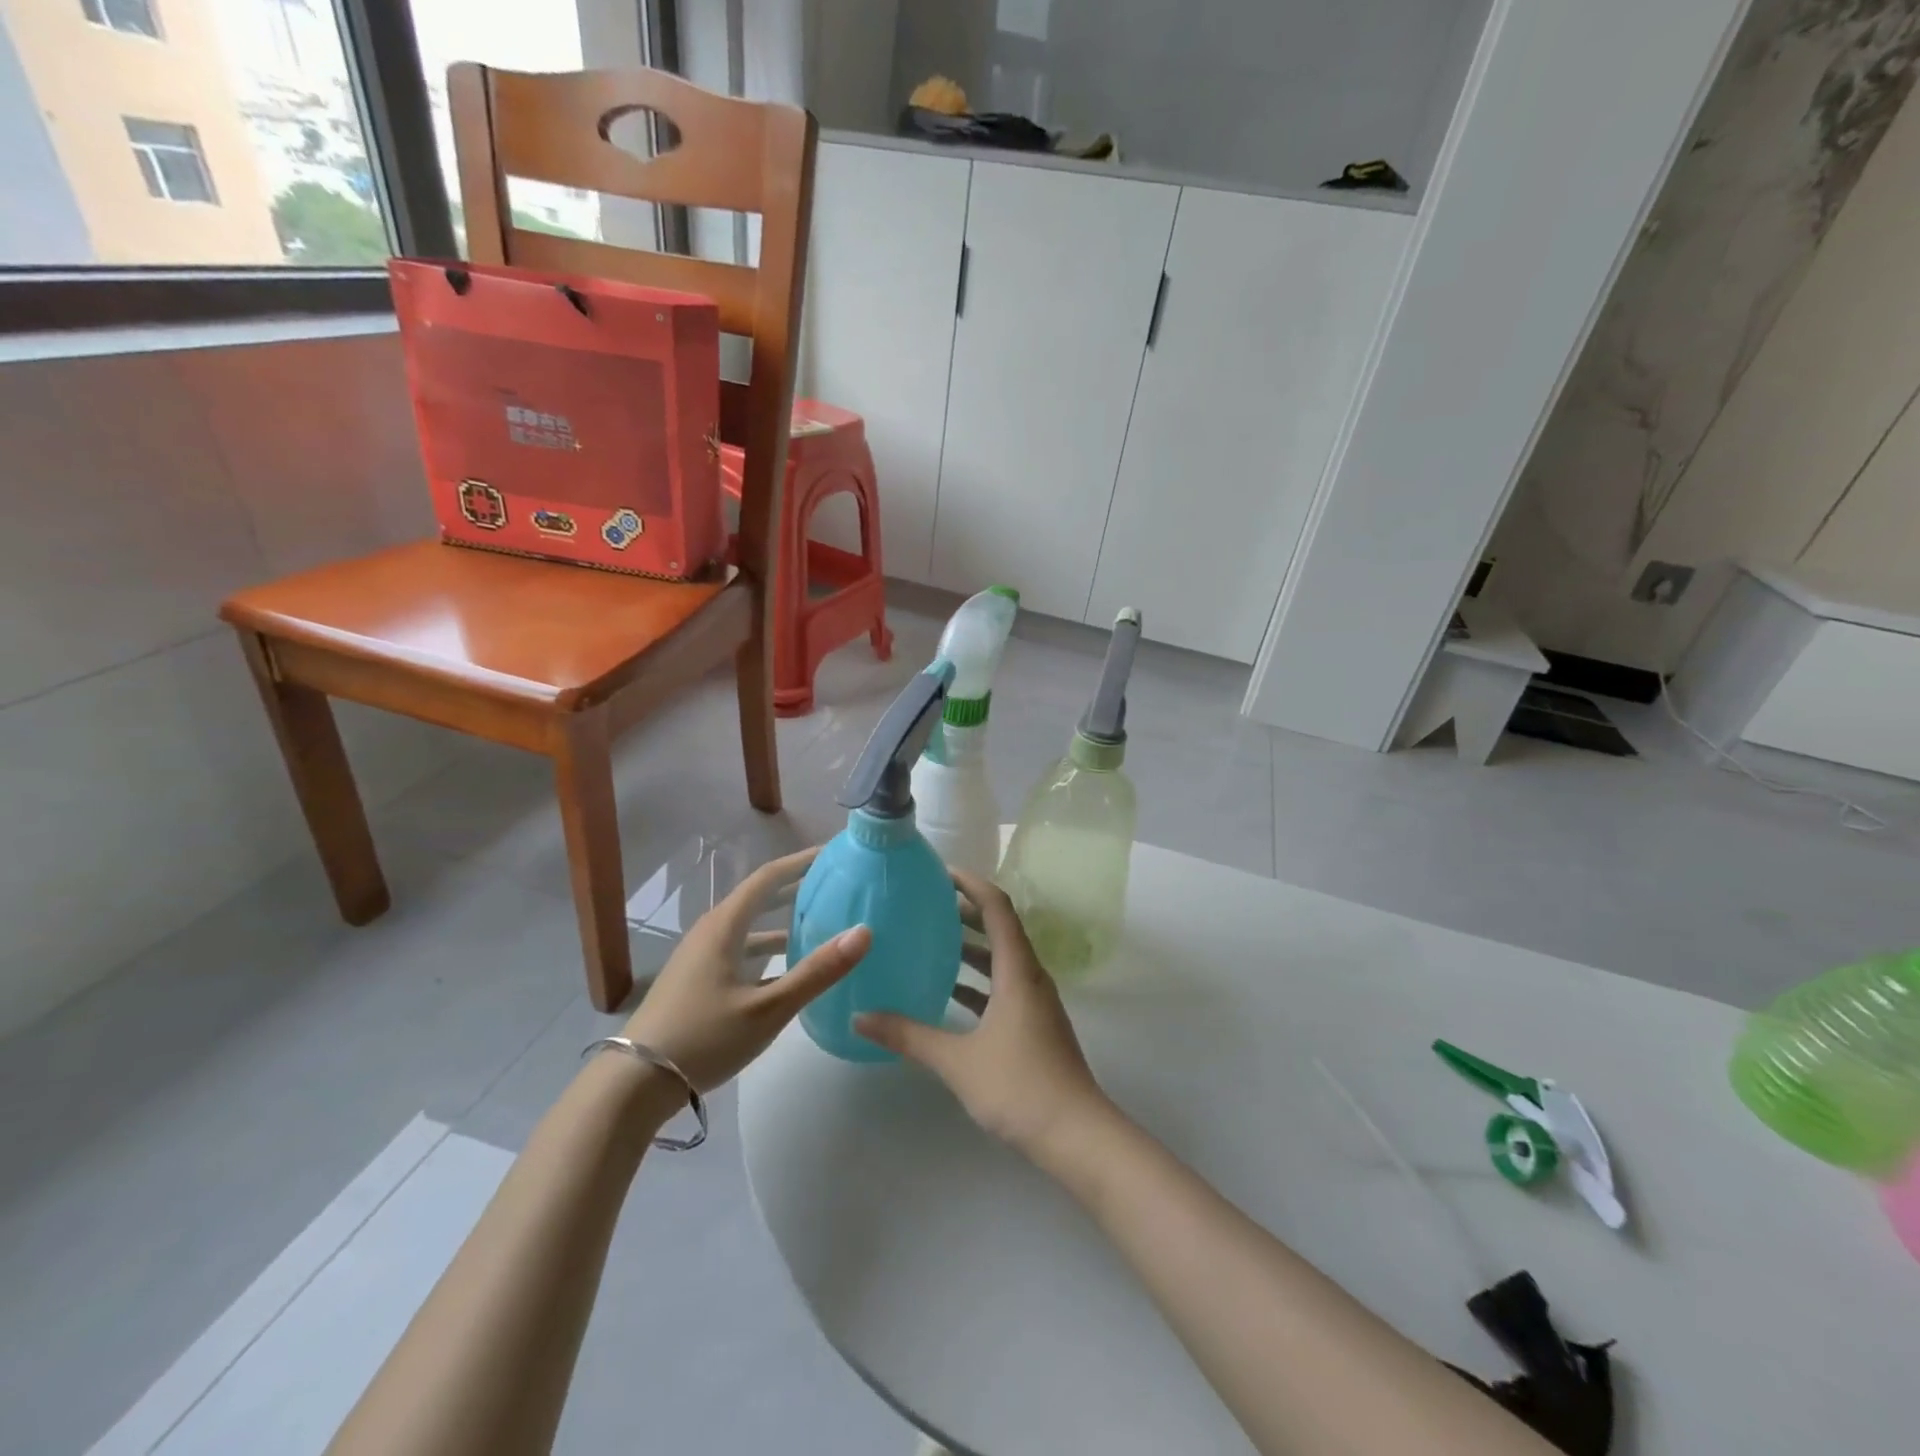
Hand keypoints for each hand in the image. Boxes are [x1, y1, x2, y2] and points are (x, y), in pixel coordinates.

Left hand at [623, 847, 869, 1091]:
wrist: (634, 1085)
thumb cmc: (703, 1038)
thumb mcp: (768, 1008)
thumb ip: (817, 971)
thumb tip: (864, 932)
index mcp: (725, 926)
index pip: (769, 877)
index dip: (802, 861)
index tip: (835, 854)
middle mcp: (712, 932)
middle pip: (760, 897)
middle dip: (797, 887)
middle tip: (837, 884)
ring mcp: (702, 957)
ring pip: (751, 926)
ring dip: (784, 919)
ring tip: (822, 921)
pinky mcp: (698, 980)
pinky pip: (742, 949)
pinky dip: (768, 948)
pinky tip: (788, 966)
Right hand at [857, 869, 1111, 1159]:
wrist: (1076, 1136)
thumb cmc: (1019, 1086)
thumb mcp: (957, 1061)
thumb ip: (909, 1036)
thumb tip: (860, 1017)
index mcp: (1018, 970)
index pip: (997, 907)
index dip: (970, 883)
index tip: (939, 872)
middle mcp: (1031, 976)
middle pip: (999, 928)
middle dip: (964, 911)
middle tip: (925, 903)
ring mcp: (1036, 1002)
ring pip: (1001, 959)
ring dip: (970, 946)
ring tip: (930, 940)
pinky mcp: (1035, 1025)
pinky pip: (1003, 986)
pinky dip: (977, 980)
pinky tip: (948, 993)